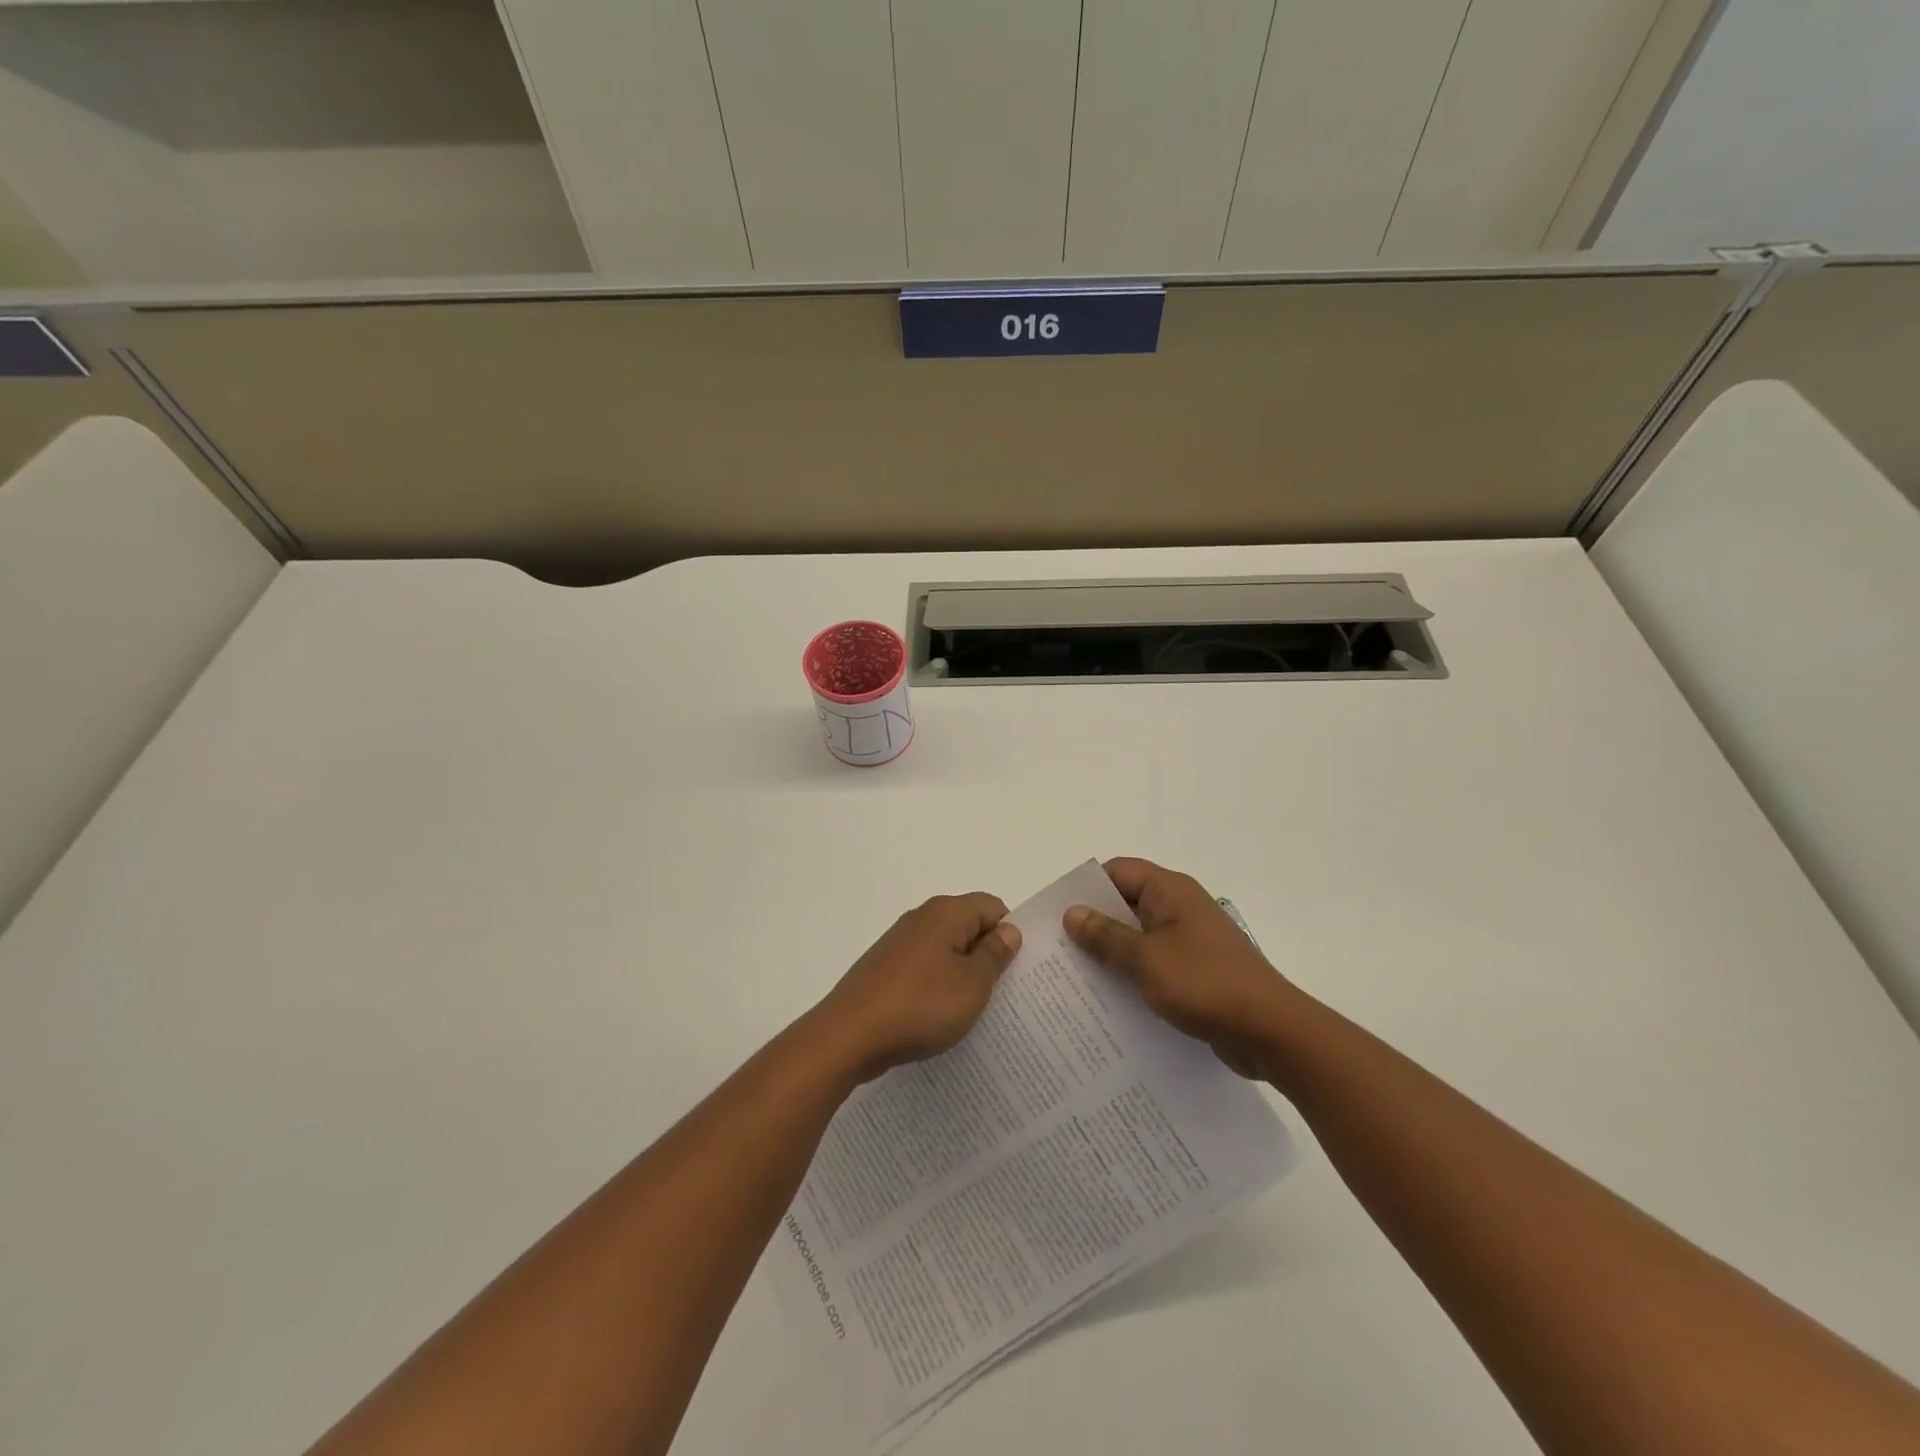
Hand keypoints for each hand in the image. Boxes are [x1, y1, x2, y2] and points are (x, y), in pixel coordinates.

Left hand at [812, 893, 1021, 1081]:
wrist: (848, 1036)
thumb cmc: (920, 1006)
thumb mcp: (971, 985)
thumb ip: (994, 955)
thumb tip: (1009, 930)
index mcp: (945, 913)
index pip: (992, 907)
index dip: (1009, 933)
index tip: (1018, 969)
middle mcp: (921, 918)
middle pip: (968, 926)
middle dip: (987, 955)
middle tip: (1005, 993)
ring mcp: (899, 943)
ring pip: (945, 949)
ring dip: (962, 974)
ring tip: (975, 1009)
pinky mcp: (885, 968)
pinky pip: (924, 969)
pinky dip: (937, 986)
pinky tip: (940, 1016)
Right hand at [1066, 858, 1295, 1079]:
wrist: (1271, 1031)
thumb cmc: (1205, 984)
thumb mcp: (1146, 958)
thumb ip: (1106, 936)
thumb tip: (1072, 912)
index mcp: (1171, 892)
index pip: (1119, 872)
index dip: (1088, 887)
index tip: (1058, 913)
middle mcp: (1181, 908)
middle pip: (1127, 904)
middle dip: (1094, 924)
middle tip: (1058, 949)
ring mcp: (1191, 941)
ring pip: (1139, 937)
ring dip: (1112, 954)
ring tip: (1075, 978)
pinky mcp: (1197, 971)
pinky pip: (1155, 963)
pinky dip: (1133, 975)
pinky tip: (1109, 1000)